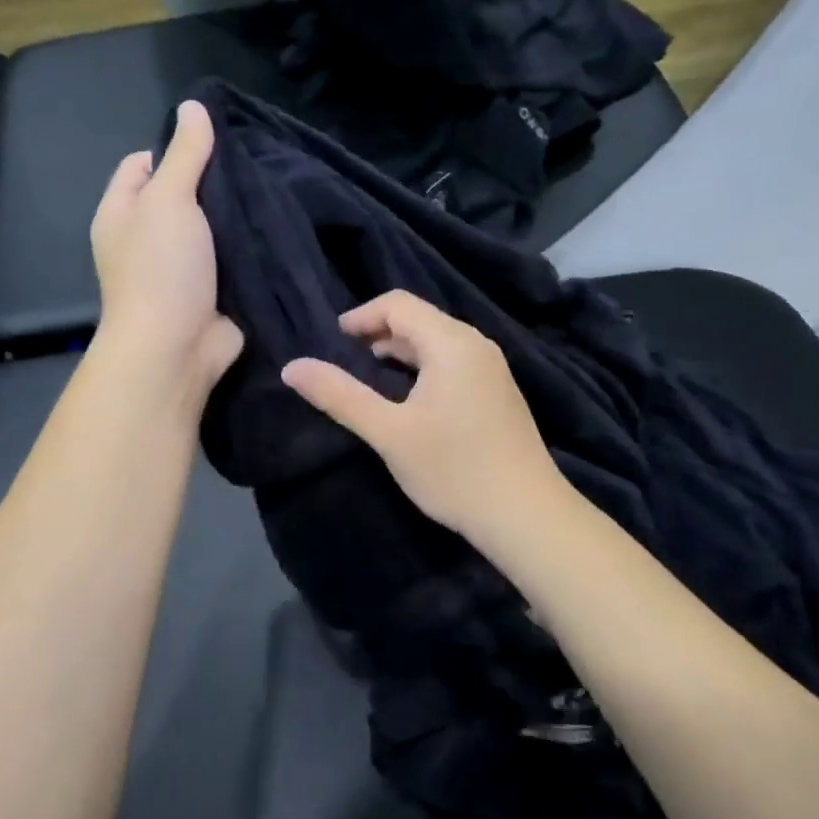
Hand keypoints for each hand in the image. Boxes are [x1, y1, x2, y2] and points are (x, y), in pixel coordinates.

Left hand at [90, 100, 242, 400]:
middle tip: (252, 169)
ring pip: (210, 228)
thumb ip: (184, 154)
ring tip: (270, 193)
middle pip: (180, 195)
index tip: (213, 149)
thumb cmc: (161, 269)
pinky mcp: (210, 292)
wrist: (176, 348)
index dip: (173, 150)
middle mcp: (145, 238)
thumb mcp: (169, 199)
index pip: (142, 164)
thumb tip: (193, 107)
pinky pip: (230, 260)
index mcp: (122, 213)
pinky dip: (248, 249)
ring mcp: (179, 268)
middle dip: (213, 183)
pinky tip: (275, 231)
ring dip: (235, 217)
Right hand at [281, 291, 563, 539]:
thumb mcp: (388, 432)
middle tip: (347, 357)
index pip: (399, 304)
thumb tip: (291, 367)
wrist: (526, 515)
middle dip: (380, 331)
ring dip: (402, 350)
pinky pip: (454, 362)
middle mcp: (476, 345)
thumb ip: (339, 396)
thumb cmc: (453, 469)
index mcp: (451, 343)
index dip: (362, 316)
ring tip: (371, 374)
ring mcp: (493, 369)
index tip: (334, 340)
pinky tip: (411, 398)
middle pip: (421, 319)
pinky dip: (424, 367)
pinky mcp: (499, 393)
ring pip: (438, 342)